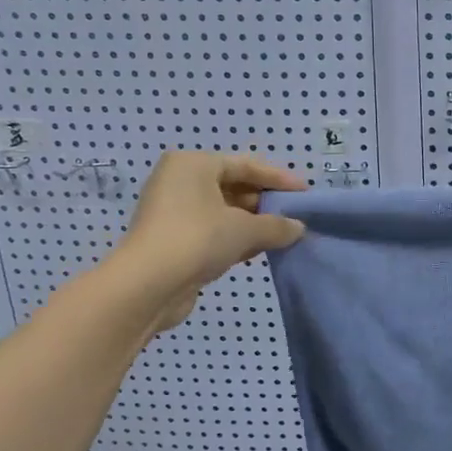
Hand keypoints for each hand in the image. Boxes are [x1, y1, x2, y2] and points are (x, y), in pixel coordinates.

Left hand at [106, 152, 306, 331]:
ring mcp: (173, 211)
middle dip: (265, 202)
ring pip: (224, 211)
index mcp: (193, 164)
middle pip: (234, 185)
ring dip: (253, 223)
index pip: (246, 165)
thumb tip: (298, 228)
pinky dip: (236, 237)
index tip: (304, 193)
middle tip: (295, 215)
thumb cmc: (198, 239)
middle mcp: (180, 181)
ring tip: (283, 234)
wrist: (147, 286)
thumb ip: (277, 225)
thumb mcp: (245, 229)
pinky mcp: (172, 239)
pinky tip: (259, 250)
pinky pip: (213, 230)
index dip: (279, 178)